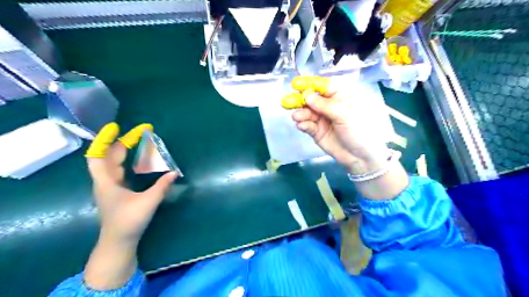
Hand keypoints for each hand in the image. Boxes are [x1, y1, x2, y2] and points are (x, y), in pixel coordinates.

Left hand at [86, 122, 176, 243]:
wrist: (119, 241)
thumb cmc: (129, 221)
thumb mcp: (148, 202)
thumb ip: (162, 186)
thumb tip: (174, 172)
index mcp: (107, 182)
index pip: (98, 156)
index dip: (105, 140)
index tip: (116, 127)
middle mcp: (106, 181)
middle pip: (109, 156)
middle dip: (124, 142)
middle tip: (141, 133)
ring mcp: (111, 186)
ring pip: (114, 163)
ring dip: (125, 150)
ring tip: (139, 141)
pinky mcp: (118, 191)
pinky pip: (120, 170)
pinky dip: (128, 161)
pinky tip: (138, 159)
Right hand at [288, 75, 389, 173]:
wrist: (360, 157)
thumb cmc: (359, 130)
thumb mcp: (345, 114)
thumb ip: (325, 105)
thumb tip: (307, 96)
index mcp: (341, 96)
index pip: (324, 86)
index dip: (310, 84)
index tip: (296, 84)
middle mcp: (330, 106)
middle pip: (312, 99)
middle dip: (300, 99)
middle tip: (288, 101)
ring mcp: (322, 119)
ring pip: (307, 112)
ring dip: (300, 113)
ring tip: (297, 117)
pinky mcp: (317, 132)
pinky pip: (307, 125)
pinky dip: (303, 124)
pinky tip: (301, 125)